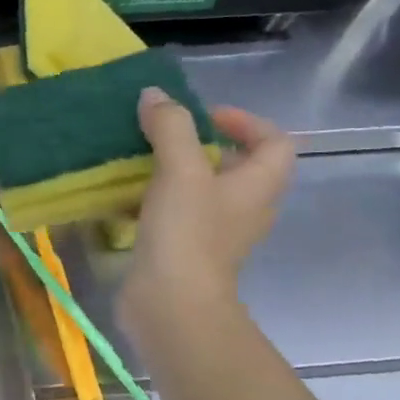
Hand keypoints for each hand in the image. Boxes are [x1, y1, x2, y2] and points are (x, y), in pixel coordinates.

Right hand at [120, 87, 295, 330]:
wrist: (171, 304)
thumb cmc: (187, 232)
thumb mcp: (180, 169)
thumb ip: (170, 126)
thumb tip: (154, 95)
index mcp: (258, 186)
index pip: (274, 142)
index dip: (246, 121)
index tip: (204, 117)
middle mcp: (245, 209)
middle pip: (237, 166)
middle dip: (202, 146)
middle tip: (164, 136)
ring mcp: (215, 234)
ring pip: (202, 192)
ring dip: (175, 173)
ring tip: (139, 161)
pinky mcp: (186, 252)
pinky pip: (177, 216)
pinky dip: (156, 202)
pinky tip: (124, 199)